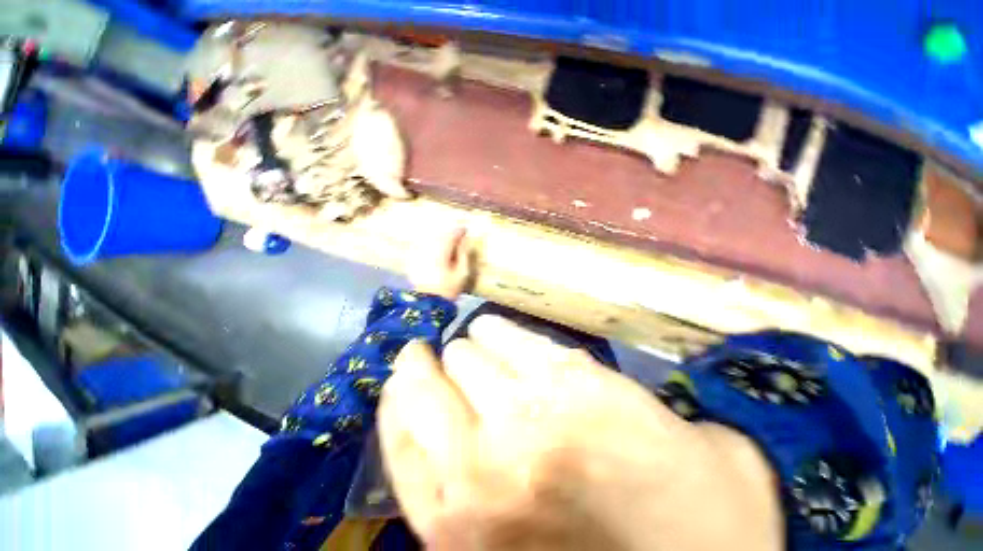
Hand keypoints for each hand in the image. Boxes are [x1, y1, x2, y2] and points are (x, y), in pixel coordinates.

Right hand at [378, 315, 782, 550]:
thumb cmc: (589, 549)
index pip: (397, 425)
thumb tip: (425, 416)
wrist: (699, 546)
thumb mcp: (490, 543)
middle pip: (423, 379)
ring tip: (483, 349)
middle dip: (432, 363)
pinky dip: (495, 328)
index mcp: (455, 520)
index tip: (410, 371)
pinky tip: (498, 330)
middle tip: (447, 357)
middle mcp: (480, 460)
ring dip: (468, 347)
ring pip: (465, 349)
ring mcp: (527, 411)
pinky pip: (505, 331)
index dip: (400, 390)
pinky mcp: (568, 375)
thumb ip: (448, 489)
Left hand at [407, 227, 472, 300]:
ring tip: (448, 240)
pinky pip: (421, 245)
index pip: (451, 235)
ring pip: (429, 239)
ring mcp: (418, 254)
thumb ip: (463, 255)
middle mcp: (427, 250)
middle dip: (449, 233)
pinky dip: (430, 243)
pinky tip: (435, 247)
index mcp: (441, 252)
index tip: (466, 230)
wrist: (428, 304)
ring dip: (440, 237)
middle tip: (458, 234)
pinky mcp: (412, 260)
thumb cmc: (448, 289)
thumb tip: (465, 240)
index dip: (459, 231)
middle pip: (439, 235)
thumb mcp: (461, 273)